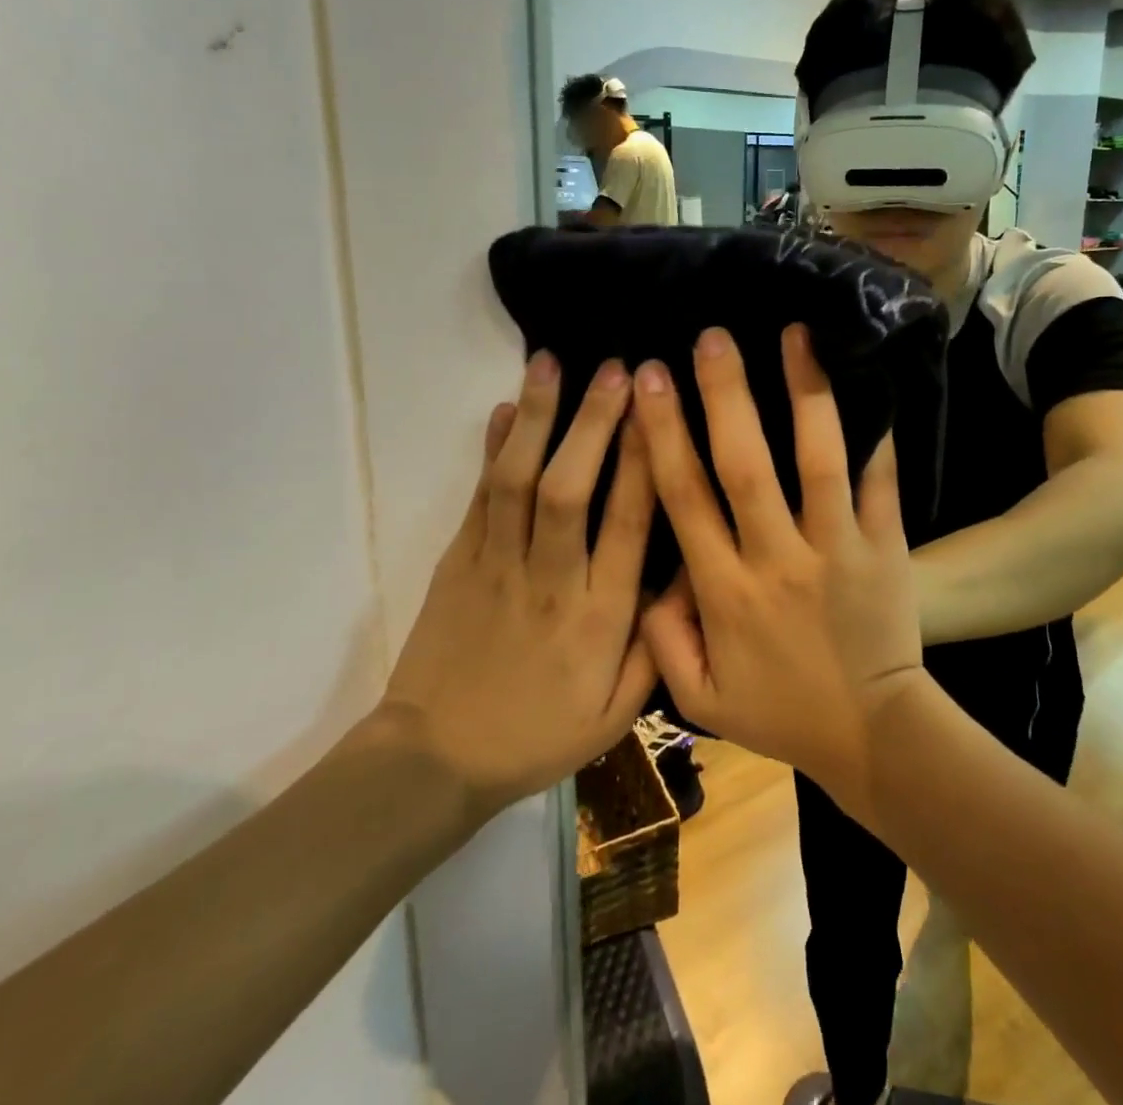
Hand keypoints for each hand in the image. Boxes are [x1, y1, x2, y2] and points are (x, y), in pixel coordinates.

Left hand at [379, 352, 657, 819]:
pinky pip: (477, 496)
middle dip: (594, 422)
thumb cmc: (539, 735)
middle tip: (616, 368)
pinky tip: (507, 407)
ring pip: (516, 480)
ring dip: (538, 418)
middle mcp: (550, 580)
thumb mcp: (618, 713)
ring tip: (551, 362)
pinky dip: (492, 448)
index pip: (627, 524)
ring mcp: (496, 566)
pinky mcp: (456, 562)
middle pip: (569, 489)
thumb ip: (658, 645)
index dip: (645, 460)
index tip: (659, 409)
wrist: (435, 760)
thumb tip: (687, 574)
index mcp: (599, 617)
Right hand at [634, 325, 924, 807]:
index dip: (662, 435)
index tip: (648, 380)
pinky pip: (881, 483)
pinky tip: (873, 384)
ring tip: (796, 334)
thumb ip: (661, 637)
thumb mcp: (700, 697)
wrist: (872, 733)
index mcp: (726, 592)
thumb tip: (646, 575)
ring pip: (818, 460)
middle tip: (712, 337)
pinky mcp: (884, 547)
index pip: (684, 499)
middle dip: (724, 396)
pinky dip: (877, 436)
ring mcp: (837, 548)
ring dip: (805, 394)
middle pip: (744, 465)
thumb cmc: (782, 712)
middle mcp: (777, 559)